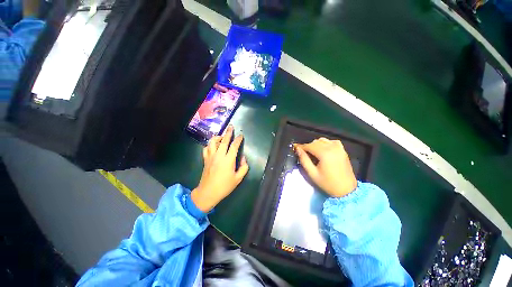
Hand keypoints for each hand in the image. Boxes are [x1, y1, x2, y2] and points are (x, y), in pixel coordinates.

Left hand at [191, 125, 248, 211]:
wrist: (208, 192)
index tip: (241, 135)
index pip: (234, 146)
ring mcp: (211, 156)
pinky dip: (209, 144)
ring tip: (222, 136)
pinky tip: (213, 146)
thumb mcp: (238, 179)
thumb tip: (243, 158)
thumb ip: (244, 167)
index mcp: (228, 160)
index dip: (238, 139)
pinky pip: (206, 148)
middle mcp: (219, 155)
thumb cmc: (224, 186)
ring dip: (217, 137)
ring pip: (212, 142)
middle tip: (231, 127)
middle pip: (223, 141)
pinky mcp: (205, 159)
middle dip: (228, 133)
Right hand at [294, 138, 356, 197]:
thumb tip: (298, 149)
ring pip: (323, 140)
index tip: (295, 147)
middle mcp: (332, 148)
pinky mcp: (343, 150)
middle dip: (308, 146)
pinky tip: (323, 150)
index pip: (309, 145)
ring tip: (312, 152)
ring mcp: (339, 148)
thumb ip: (304, 160)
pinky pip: (331, 141)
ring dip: (316, 144)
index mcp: (325, 154)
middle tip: (303, 153)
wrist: (347, 190)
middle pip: (315, 142)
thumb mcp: (312, 173)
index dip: (301, 146)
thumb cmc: (328, 183)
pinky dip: (325, 143)